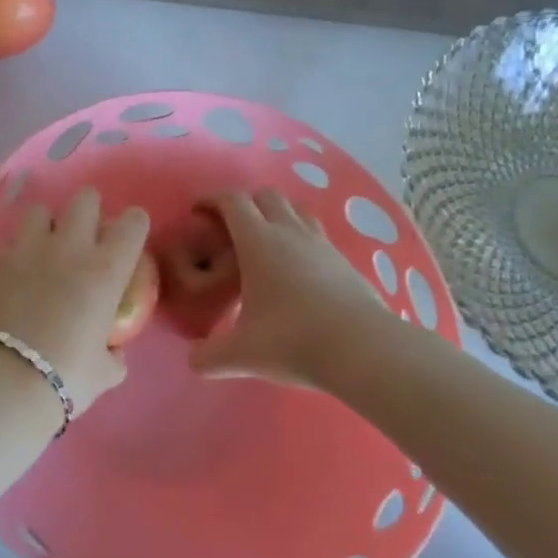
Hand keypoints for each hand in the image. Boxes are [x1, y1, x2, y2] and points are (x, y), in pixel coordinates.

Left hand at [0, 187, 149, 412]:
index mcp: (105, 269)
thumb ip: (113, 355)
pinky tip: (10, 282)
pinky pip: (7, 246)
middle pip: (85, 199)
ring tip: (43, 251)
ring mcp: (27, 249)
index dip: (133, 225)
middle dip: (89, 210)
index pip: (133, 223)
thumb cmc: (66, 376)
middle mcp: (69, 247)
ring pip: (40, 211)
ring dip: (46, 226)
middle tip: (85, 235)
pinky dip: (13, 259)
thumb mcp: (104, 372)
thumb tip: (112, 352)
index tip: (127, 239)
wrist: (4, 379)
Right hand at [191, 189, 396, 386]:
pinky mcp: (345, 261)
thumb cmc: (293, 340)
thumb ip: (210, 356)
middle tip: (232, 228)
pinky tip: (299, 268)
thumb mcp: (242, 354)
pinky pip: (318, 234)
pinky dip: (302, 238)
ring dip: (278, 215)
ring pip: (296, 209)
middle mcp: (289, 232)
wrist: (364, 350)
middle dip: (246, 203)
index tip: (198, 211)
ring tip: (267, 242)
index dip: (212, 200)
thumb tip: (194, 362)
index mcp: (258, 241)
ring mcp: (321, 244)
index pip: (232, 201)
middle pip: (267, 195)